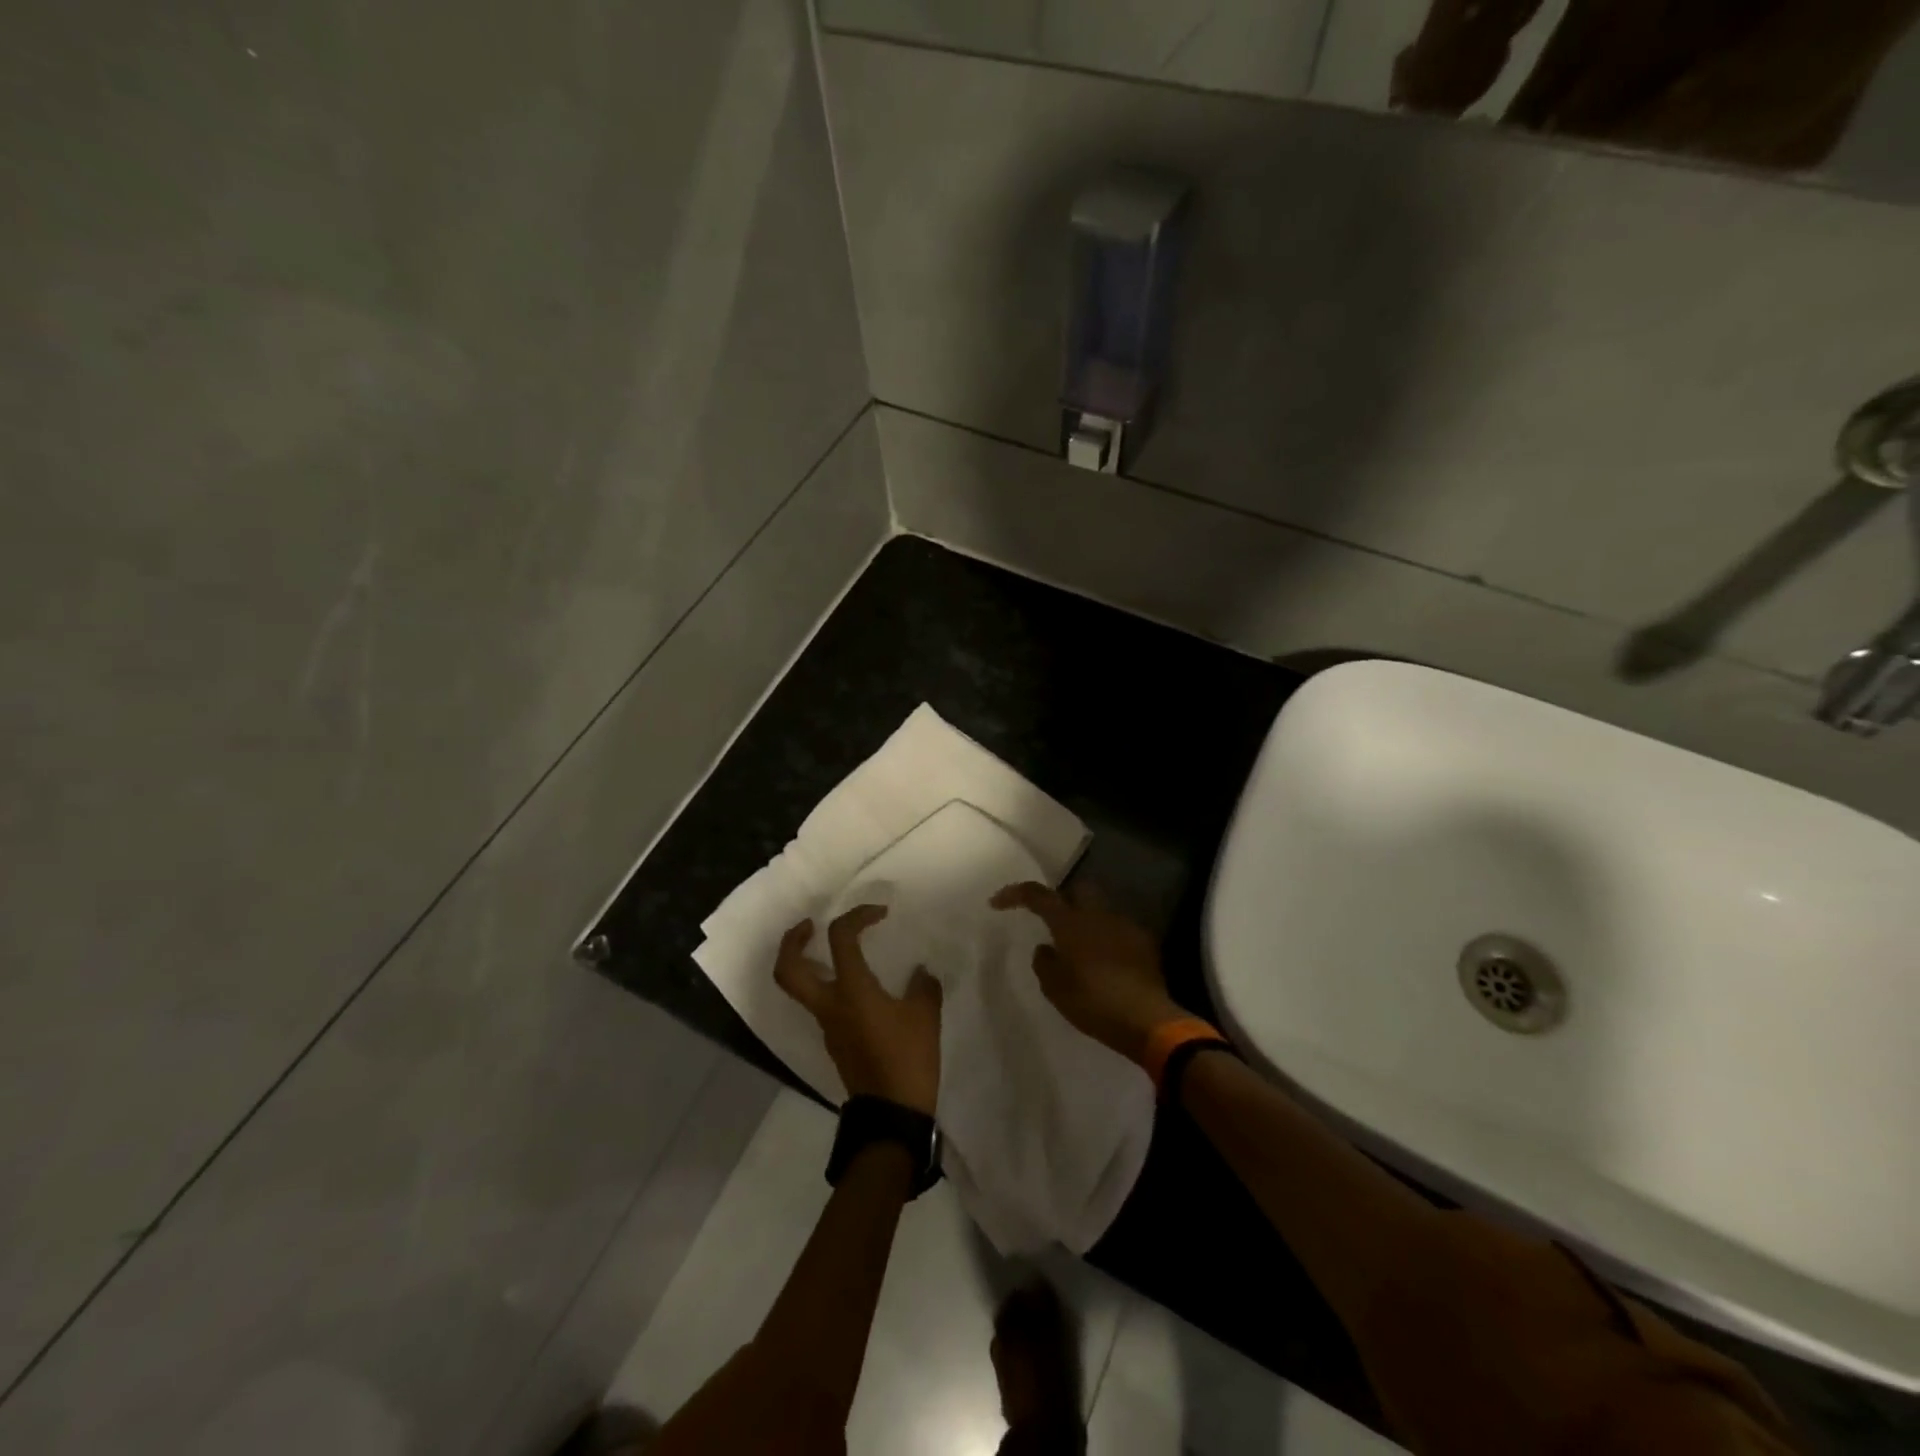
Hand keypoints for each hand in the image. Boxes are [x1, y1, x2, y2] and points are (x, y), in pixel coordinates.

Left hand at [774, 905, 942, 1114]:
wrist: (891, 1114)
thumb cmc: (908, 1059)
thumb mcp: (925, 1016)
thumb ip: (923, 986)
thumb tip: (919, 972)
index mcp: (851, 990)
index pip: (840, 938)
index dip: (857, 916)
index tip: (880, 915)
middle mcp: (829, 1004)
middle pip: (788, 969)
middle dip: (791, 941)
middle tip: (809, 926)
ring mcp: (827, 1025)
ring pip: (799, 988)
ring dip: (806, 963)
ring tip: (833, 951)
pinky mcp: (834, 1040)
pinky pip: (819, 1004)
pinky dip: (827, 985)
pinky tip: (857, 986)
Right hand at [990, 881, 1184, 1065]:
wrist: (1146, 1019)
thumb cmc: (1093, 1003)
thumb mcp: (1055, 988)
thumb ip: (1044, 962)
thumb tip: (1046, 948)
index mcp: (1070, 922)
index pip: (1038, 894)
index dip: (1014, 894)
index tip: (997, 903)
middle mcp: (1098, 915)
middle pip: (1077, 890)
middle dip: (1062, 899)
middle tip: (1051, 922)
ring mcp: (1124, 925)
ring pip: (1100, 911)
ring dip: (1087, 922)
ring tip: (1080, 949)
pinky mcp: (1144, 942)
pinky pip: (1119, 931)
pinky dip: (1107, 939)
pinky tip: (1106, 963)